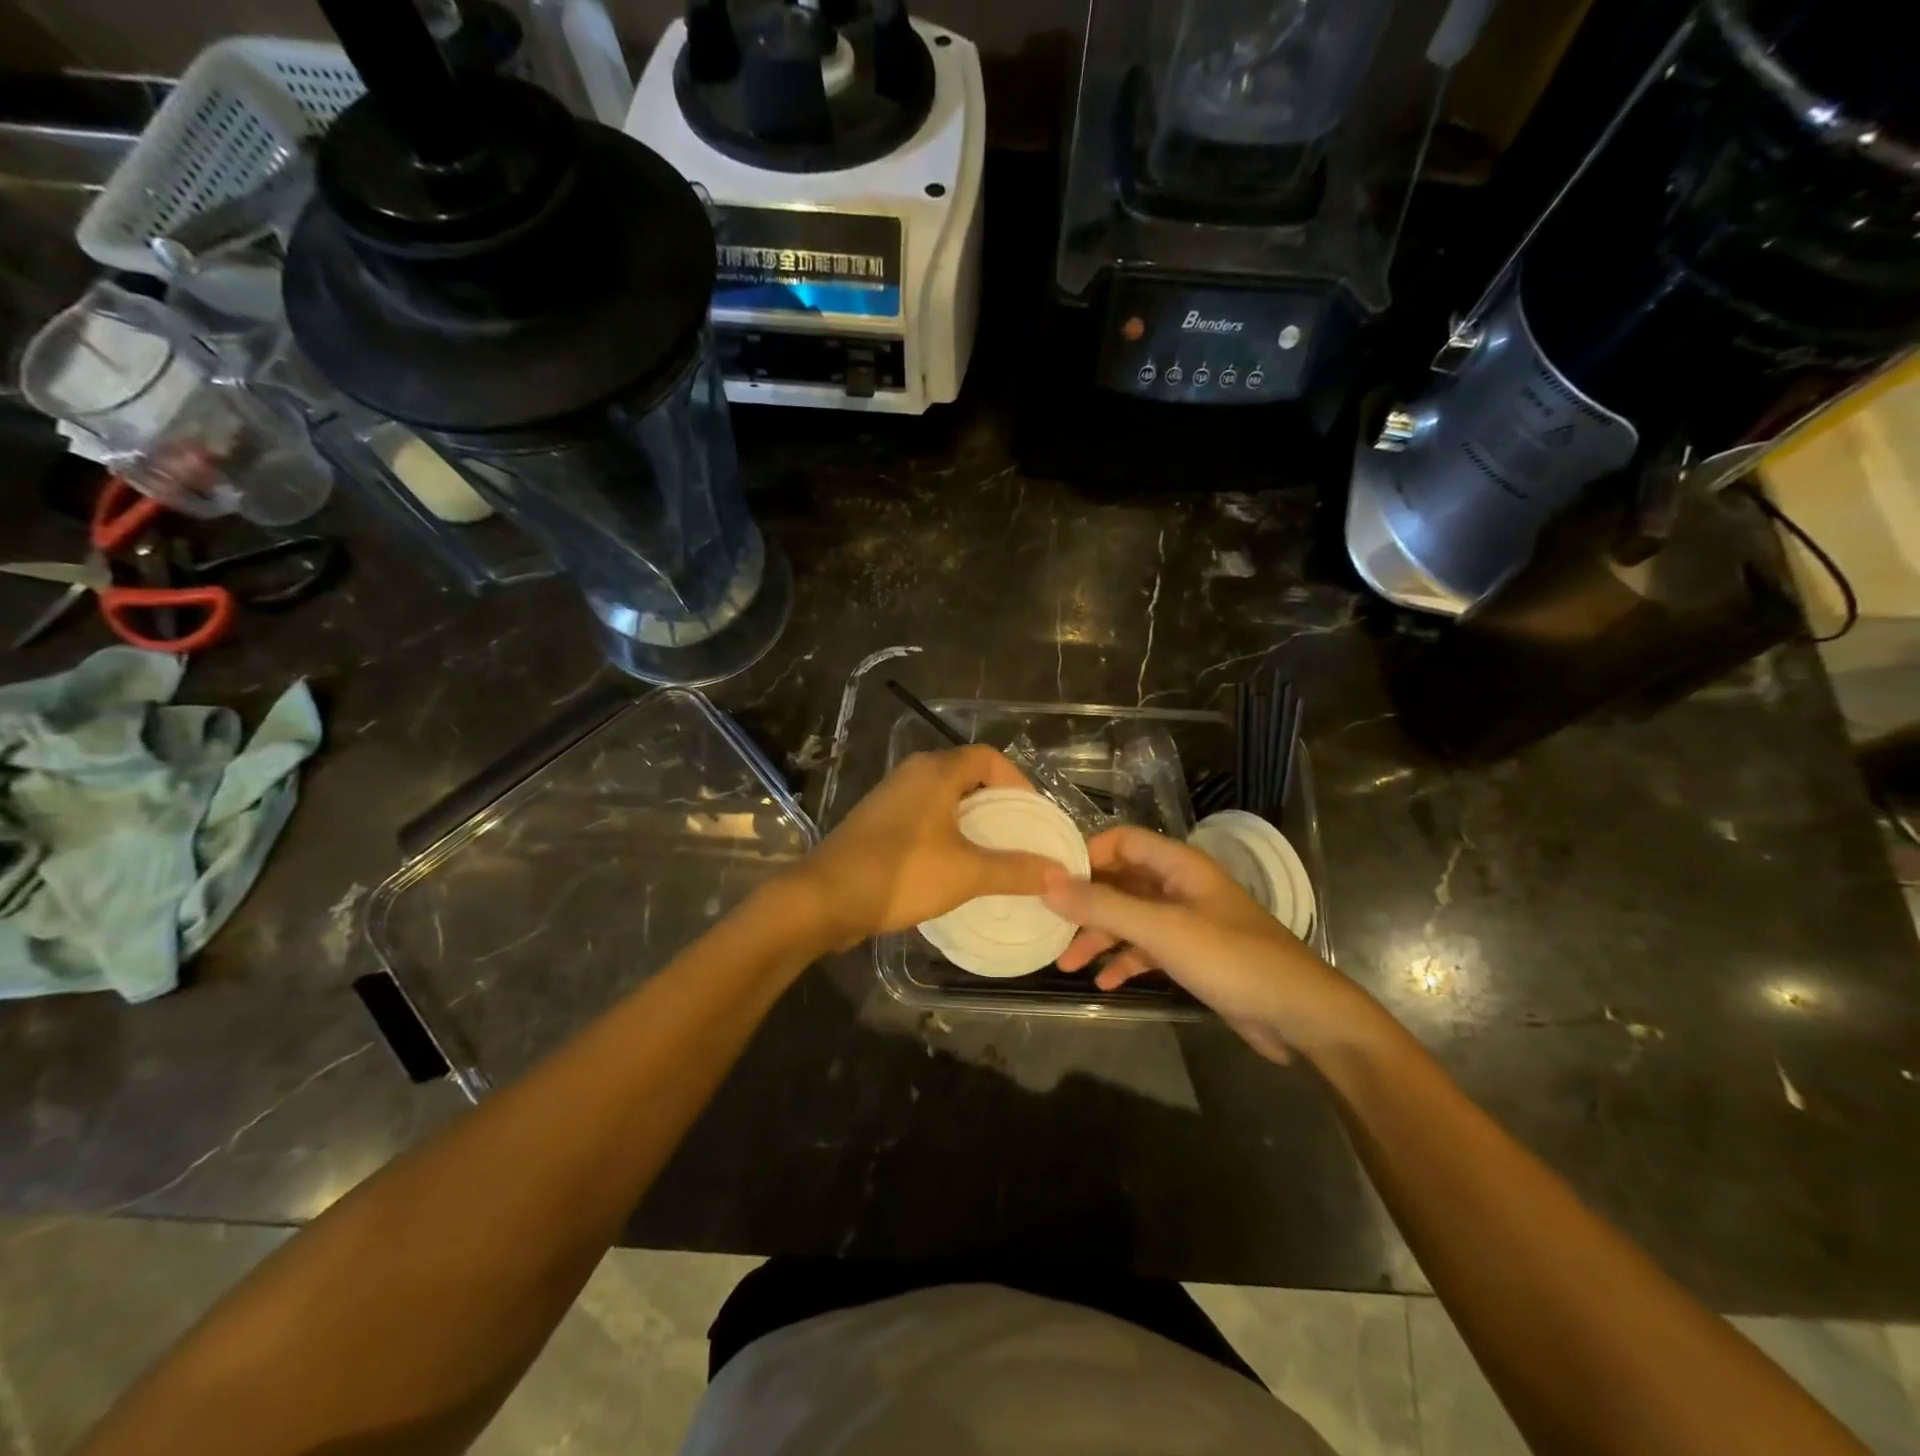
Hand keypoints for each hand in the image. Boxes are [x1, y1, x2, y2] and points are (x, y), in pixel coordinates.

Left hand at [791, 746, 1059, 950]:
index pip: (989, 757)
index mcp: (936, 771)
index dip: (1017, 781)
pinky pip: (924, 816)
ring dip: (971, 820)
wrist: (823, 898)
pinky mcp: (877, 822)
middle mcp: (913, 774)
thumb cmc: (899, 874)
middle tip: (1020, 836)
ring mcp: (891, 797)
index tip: (1034, 815)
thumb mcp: (966, 873)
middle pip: (967, 775)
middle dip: (997, 803)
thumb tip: (1060, 873)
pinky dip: (947, 832)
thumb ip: (1015, 870)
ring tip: (994, 853)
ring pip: (944, 798)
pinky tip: (955, 865)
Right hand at [1041, 826, 1371, 1063]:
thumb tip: (1046, 883)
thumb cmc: (1230, 958)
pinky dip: (1123, 960)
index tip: (1050, 881)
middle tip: (1048, 926)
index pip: (1121, 841)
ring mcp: (1186, 921)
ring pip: (1129, 918)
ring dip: (1098, 937)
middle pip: (1120, 881)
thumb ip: (1103, 905)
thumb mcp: (1161, 930)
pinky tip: (1104, 983)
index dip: (1086, 855)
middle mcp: (1179, 886)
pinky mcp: (1192, 954)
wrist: (1298, 1014)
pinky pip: (1146, 948)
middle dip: (1084, 903)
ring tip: (1065, 963)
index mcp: (1178, 865)